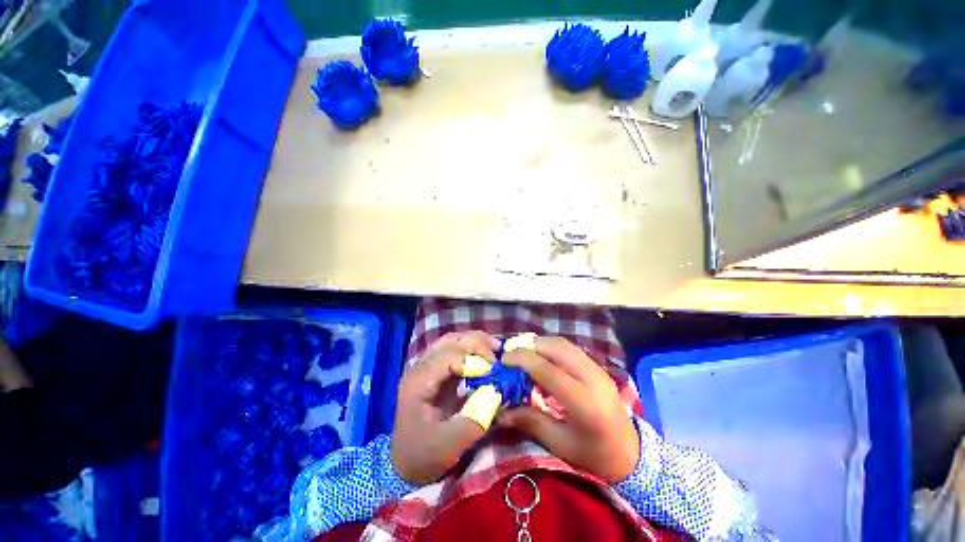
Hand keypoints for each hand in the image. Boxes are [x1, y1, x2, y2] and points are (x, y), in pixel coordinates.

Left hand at [391, 331, 499, 484]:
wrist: (406, 462)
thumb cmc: (424, 455)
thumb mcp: (448, 446)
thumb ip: (473, 420)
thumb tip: (496, 392)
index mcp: (419, 382)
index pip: (449, 356)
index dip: (474, 360)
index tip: (494, 372)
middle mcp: (421, 367)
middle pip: (450, 341)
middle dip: (477, 344)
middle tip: (500, 353)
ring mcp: (427, 366)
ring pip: (453, 341)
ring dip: (475, 342)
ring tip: (496, 349)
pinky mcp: (436, 370)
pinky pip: (455, 349)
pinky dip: (472, 349)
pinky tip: (485, 356)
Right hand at [496, 337, 639, 483]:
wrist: (633, 456)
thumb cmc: (595, 456)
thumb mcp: (560, 444)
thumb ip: (530, 422)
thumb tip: (500, 412)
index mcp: (585, 403)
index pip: (550, 371)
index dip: (524, 360)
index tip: (504, 359)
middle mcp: (594, 379)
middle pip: (558, 349)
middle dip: (531, 346)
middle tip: (511, 355)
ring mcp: (598, 370)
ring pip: (565, 345)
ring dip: (541, 344)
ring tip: (523, 353)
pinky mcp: (598, 368)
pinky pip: (571, 349)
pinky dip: (552, 347)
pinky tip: (541, 357)